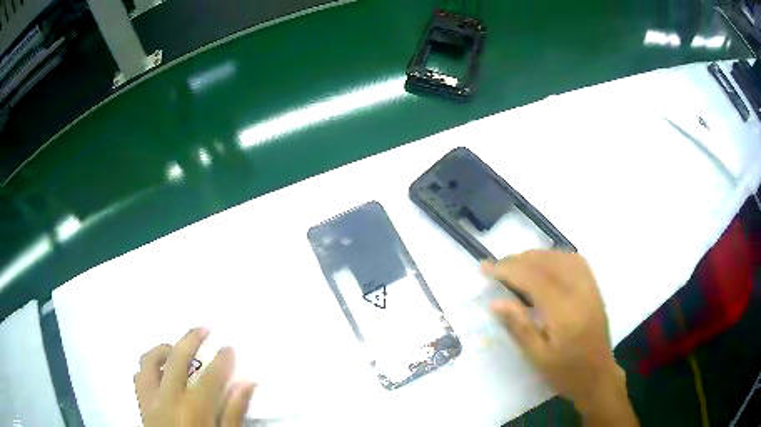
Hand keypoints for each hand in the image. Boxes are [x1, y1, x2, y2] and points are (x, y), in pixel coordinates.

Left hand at [134, 328, 254, 426]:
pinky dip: (148, 367)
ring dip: (163, 350)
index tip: (230, 347)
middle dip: (191, 339)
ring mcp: (150, 399)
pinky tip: (159, 371)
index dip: (223, 359)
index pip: (211, 376)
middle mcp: (168, 398)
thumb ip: (234, 412)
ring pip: (149, 361)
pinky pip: (139, 376)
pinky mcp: (141, 404)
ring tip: (176, 349)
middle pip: (177, 358)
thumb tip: (247, 384)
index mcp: (193, 409)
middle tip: (204, 328)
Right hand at [482, 250, 637, 425]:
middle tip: (496, 267)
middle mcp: (578, 292)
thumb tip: (495, 302)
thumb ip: (519, 327)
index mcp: (563, 312)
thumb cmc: (566, 372)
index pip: (532, 278)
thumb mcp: (538, 358)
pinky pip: (575, 261)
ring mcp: (589, 287)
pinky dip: (555, 256)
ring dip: (535, 256)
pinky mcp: (594, 288)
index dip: (507, 269)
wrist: (598, 376)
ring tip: (516, 264)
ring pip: (561, 257)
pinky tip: (545, 264)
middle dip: (518, 260)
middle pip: (546, 263)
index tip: (485, 268)